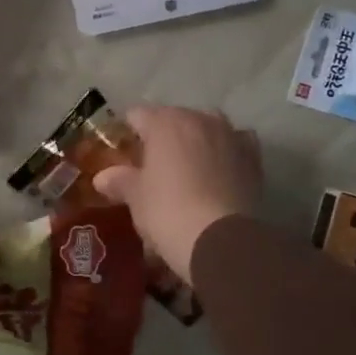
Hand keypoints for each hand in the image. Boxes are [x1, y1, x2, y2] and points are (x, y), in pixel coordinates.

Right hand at [92, 106, 260, 281]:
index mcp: (164, 123)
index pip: (138, 115)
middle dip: (163, 136)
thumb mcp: (136, 197)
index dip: (128, 132)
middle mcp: (199, 119)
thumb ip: (120, 181)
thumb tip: (102, 177)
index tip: (123, 152)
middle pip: (175, 118)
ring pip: (208, 127)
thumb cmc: (167, 211)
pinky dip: (227, 151)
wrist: (220, 240)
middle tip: (154, 165)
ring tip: (189, 166)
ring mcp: (230, 136)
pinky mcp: (253, 158)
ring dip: (197, 140)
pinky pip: (236, 144)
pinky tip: (221, 169)